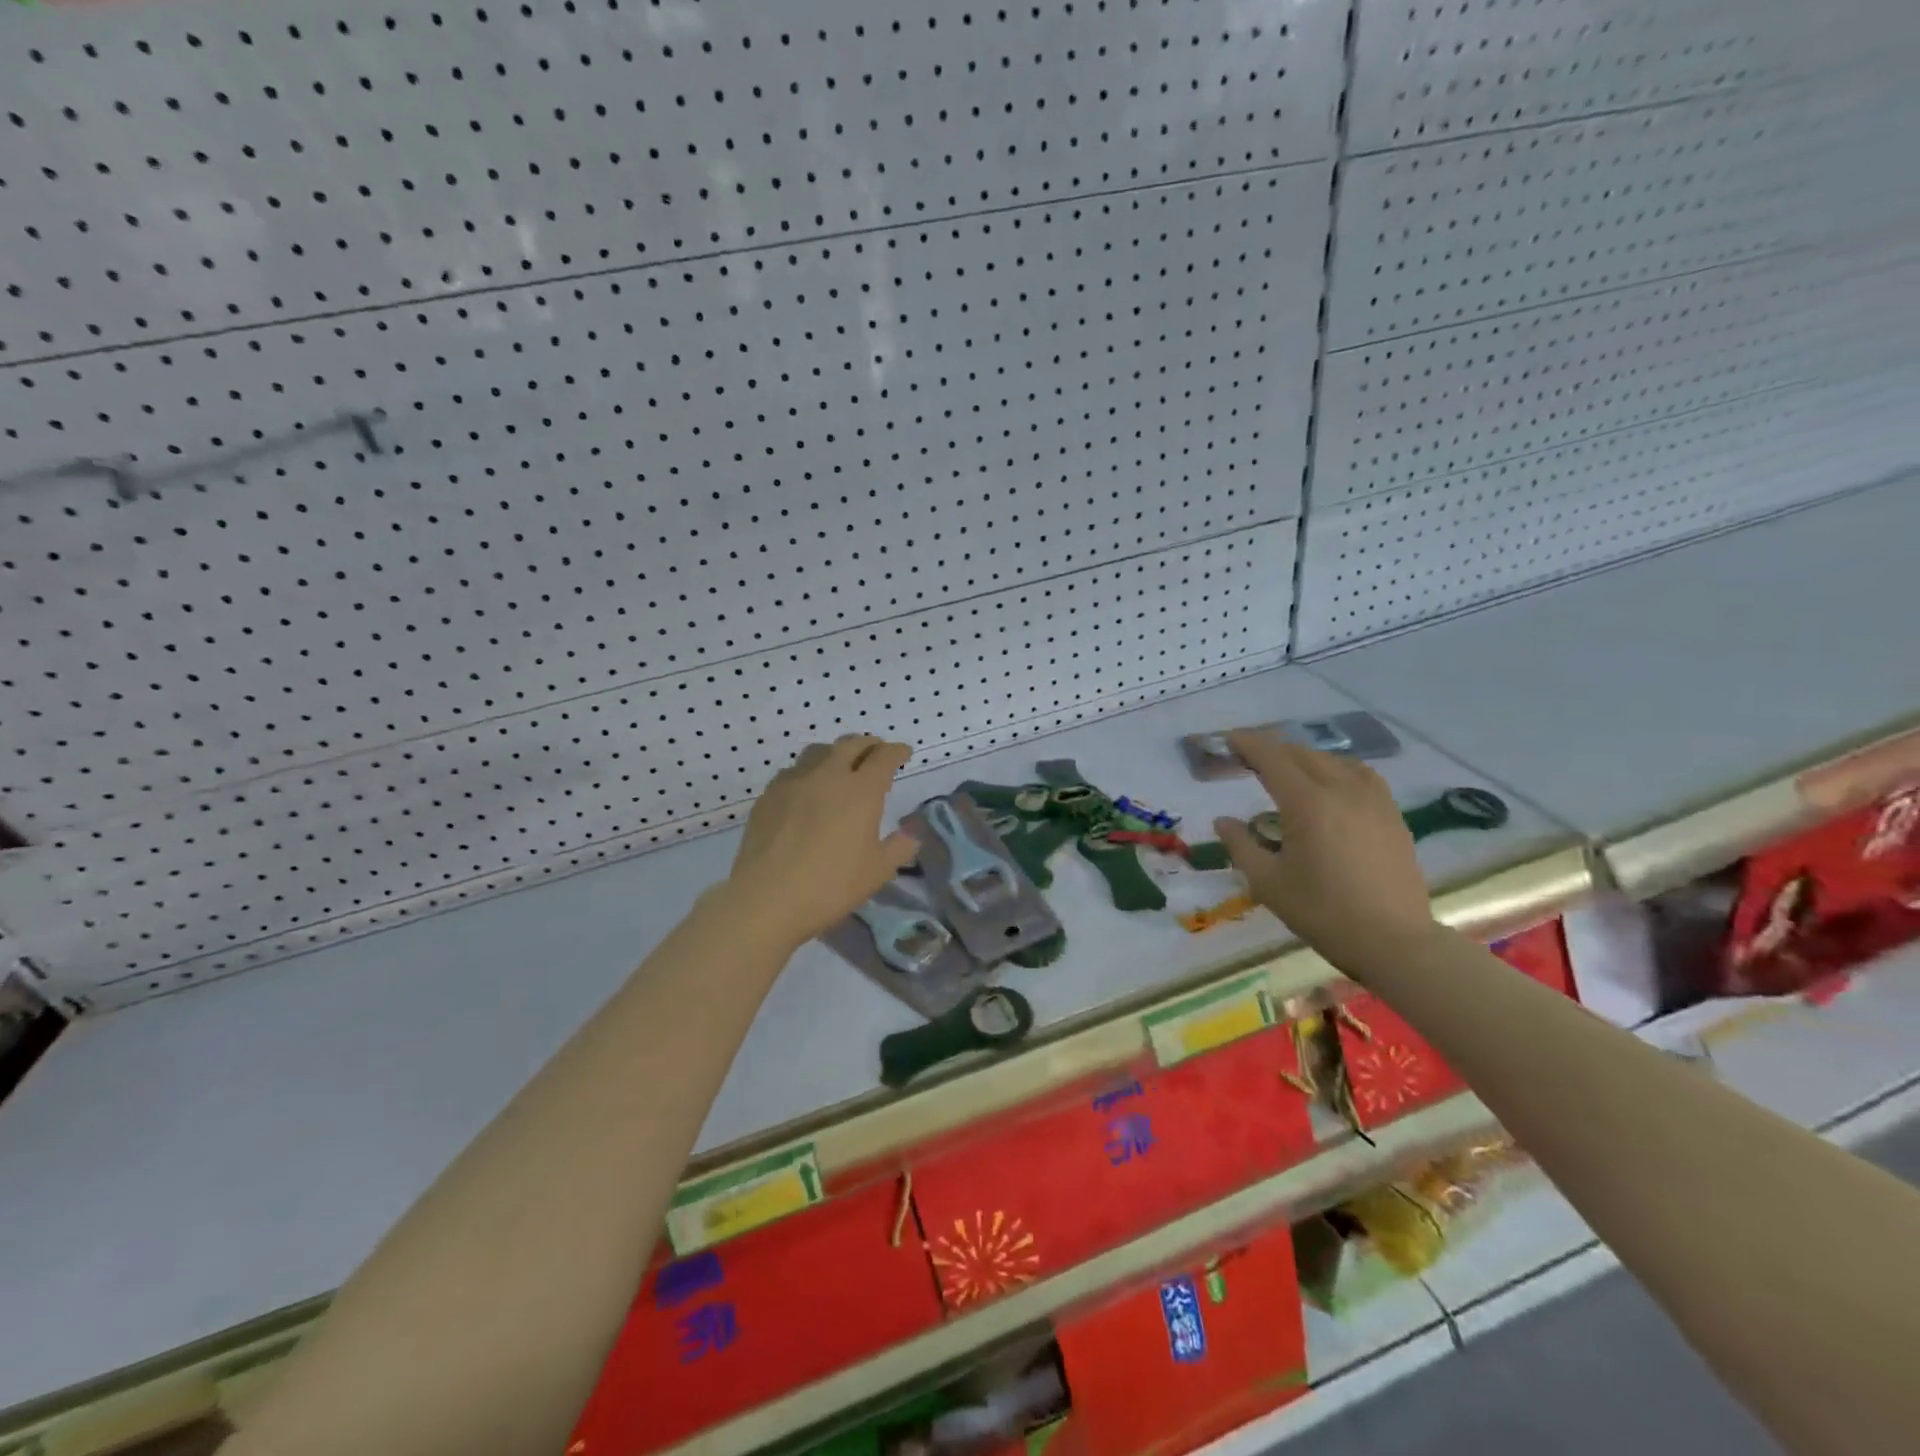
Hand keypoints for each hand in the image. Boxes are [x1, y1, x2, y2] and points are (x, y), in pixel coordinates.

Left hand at [722, 735, 919, 951]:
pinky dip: (808, 773)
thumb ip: (899, 848)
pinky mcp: (768, 796)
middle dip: (868, 744)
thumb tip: (909, 835)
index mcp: (861, 790)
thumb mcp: (877, 871)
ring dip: (835, 753)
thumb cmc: (832, 884)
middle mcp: (828, 775)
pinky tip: (806, 791)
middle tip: (876, 752)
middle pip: (851, 744)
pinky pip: (792, 772)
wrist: (768, 897)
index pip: (884, 757)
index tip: (903, 753)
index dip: (897, 752)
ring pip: (818, 752)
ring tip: (840, 766)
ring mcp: (794, 782)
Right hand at [1211, 729, 1437, 976]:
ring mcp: (1373, 801)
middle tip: (1248, 759)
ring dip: (1304, 758)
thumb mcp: (1268, 883)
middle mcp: (1341, 790)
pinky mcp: (1391, 816)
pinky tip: (1332, 784)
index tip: (1228, 740)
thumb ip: (1241, 845)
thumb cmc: (1323, 913)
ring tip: (1288, 770)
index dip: (1247, 744)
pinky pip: (1361, 775)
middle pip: (1302, 754)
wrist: (1394, 942)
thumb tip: (1223, 821)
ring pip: (1334, 761)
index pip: (1272, 758)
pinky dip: (1337, 769)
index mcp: (1307, 804)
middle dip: (1272, 750)